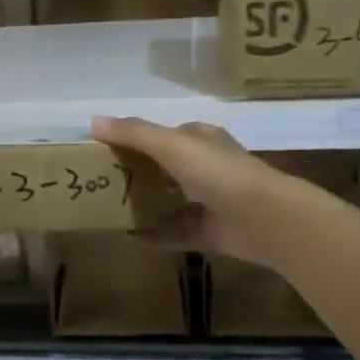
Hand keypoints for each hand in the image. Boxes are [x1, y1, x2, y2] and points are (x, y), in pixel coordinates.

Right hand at [93, 116, 312, 271]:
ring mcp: (210, 202)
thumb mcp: (172, 145)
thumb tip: (93, 121)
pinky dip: (156, 236)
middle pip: (166, 169)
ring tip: (111, 211)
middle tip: (103, 182)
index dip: (139, 139)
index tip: (108, 149)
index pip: (167, 134)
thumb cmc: (218, 173)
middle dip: (139, 174)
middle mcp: (207, 168)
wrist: (265, 219)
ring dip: (147, 206)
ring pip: (171, 201)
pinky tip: (131, 238)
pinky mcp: (211, 232)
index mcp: (201, 141)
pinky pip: (177, 234)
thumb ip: (134, 133)